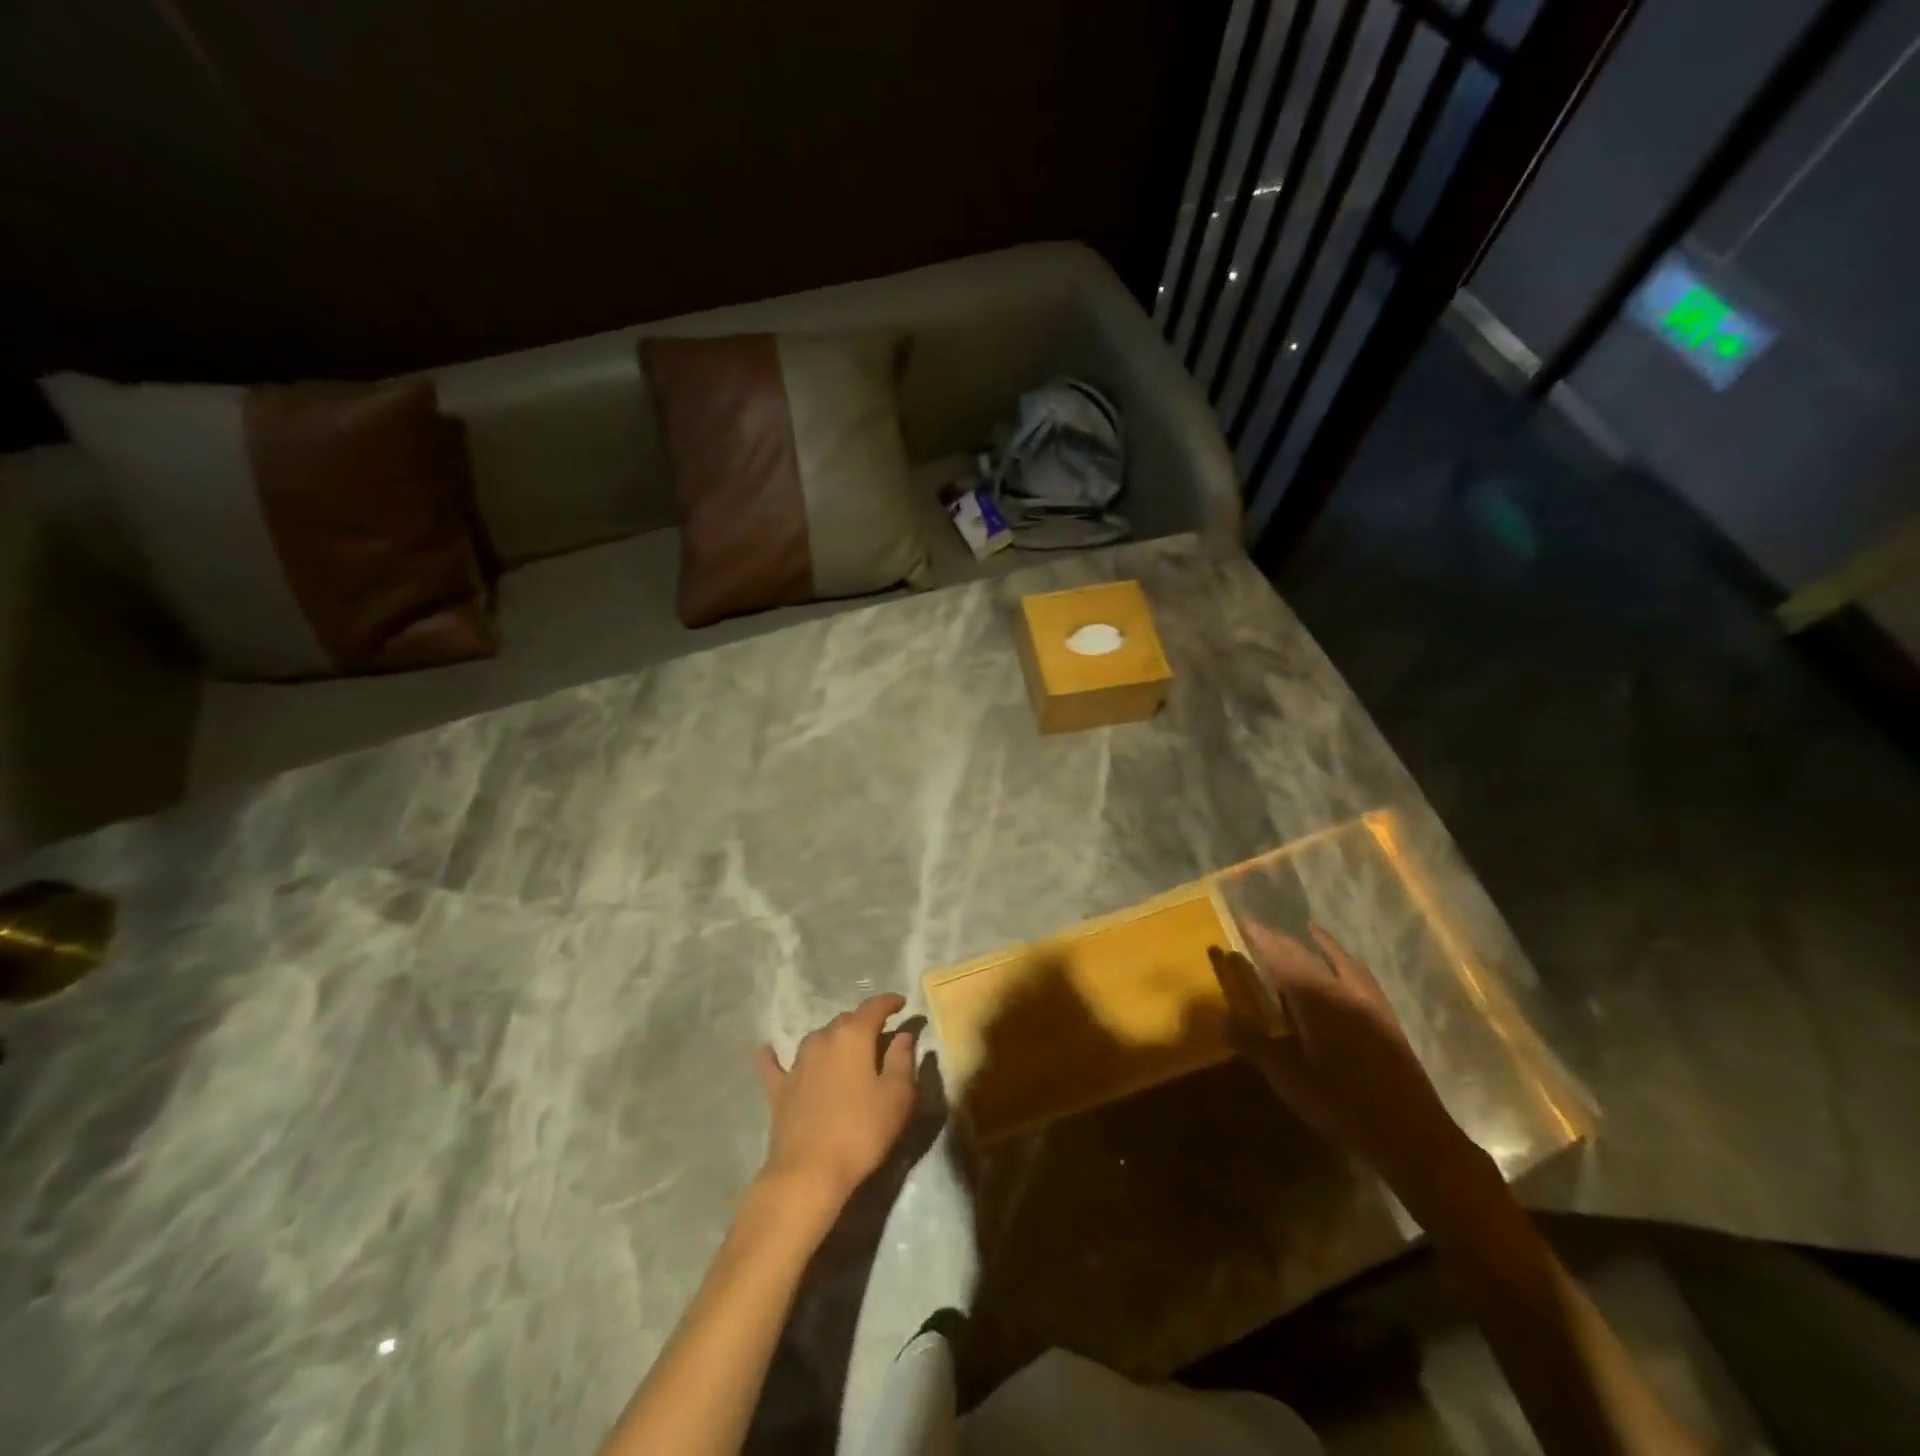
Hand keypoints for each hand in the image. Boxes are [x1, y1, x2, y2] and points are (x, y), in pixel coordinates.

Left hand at [755, 994, 920, 1212]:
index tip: (901, 1003)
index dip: (889, 1002)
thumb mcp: (897, 1096)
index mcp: (853, 1036)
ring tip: (845, 1049)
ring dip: (833, 1039)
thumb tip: (903, 1035)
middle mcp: (823, 1039)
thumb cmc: (861, 1132)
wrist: (808, 1173)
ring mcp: (797, 1063)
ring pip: (818, 1039)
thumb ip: (903, 1059)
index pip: (874, 1008)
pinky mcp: (779, 1089)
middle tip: (879, 1035)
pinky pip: (775, 1065)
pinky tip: (767, 1050)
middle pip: (846, 1021)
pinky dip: (774, 1056)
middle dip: (863, 1023)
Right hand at [1209, 923, 1482, 1210]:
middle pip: (1308, 956)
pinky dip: (1347, 963)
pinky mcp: (1387, 1019)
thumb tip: (1219, 1018)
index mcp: (1316, 1001)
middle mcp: (1343, 992)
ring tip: (1309, 932)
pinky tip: (1347, 970)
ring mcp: (1369, 1004)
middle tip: (1263, 930)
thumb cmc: (1342, 1106)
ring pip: (1340, 961)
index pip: (1281, 957)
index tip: (1245, 919)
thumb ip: (1255, 1045)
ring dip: (1320, 945)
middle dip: (1283, 941)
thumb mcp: (1289, 1079)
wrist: (1412, 1137)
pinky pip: (1362, 977)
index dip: (1262, 938)